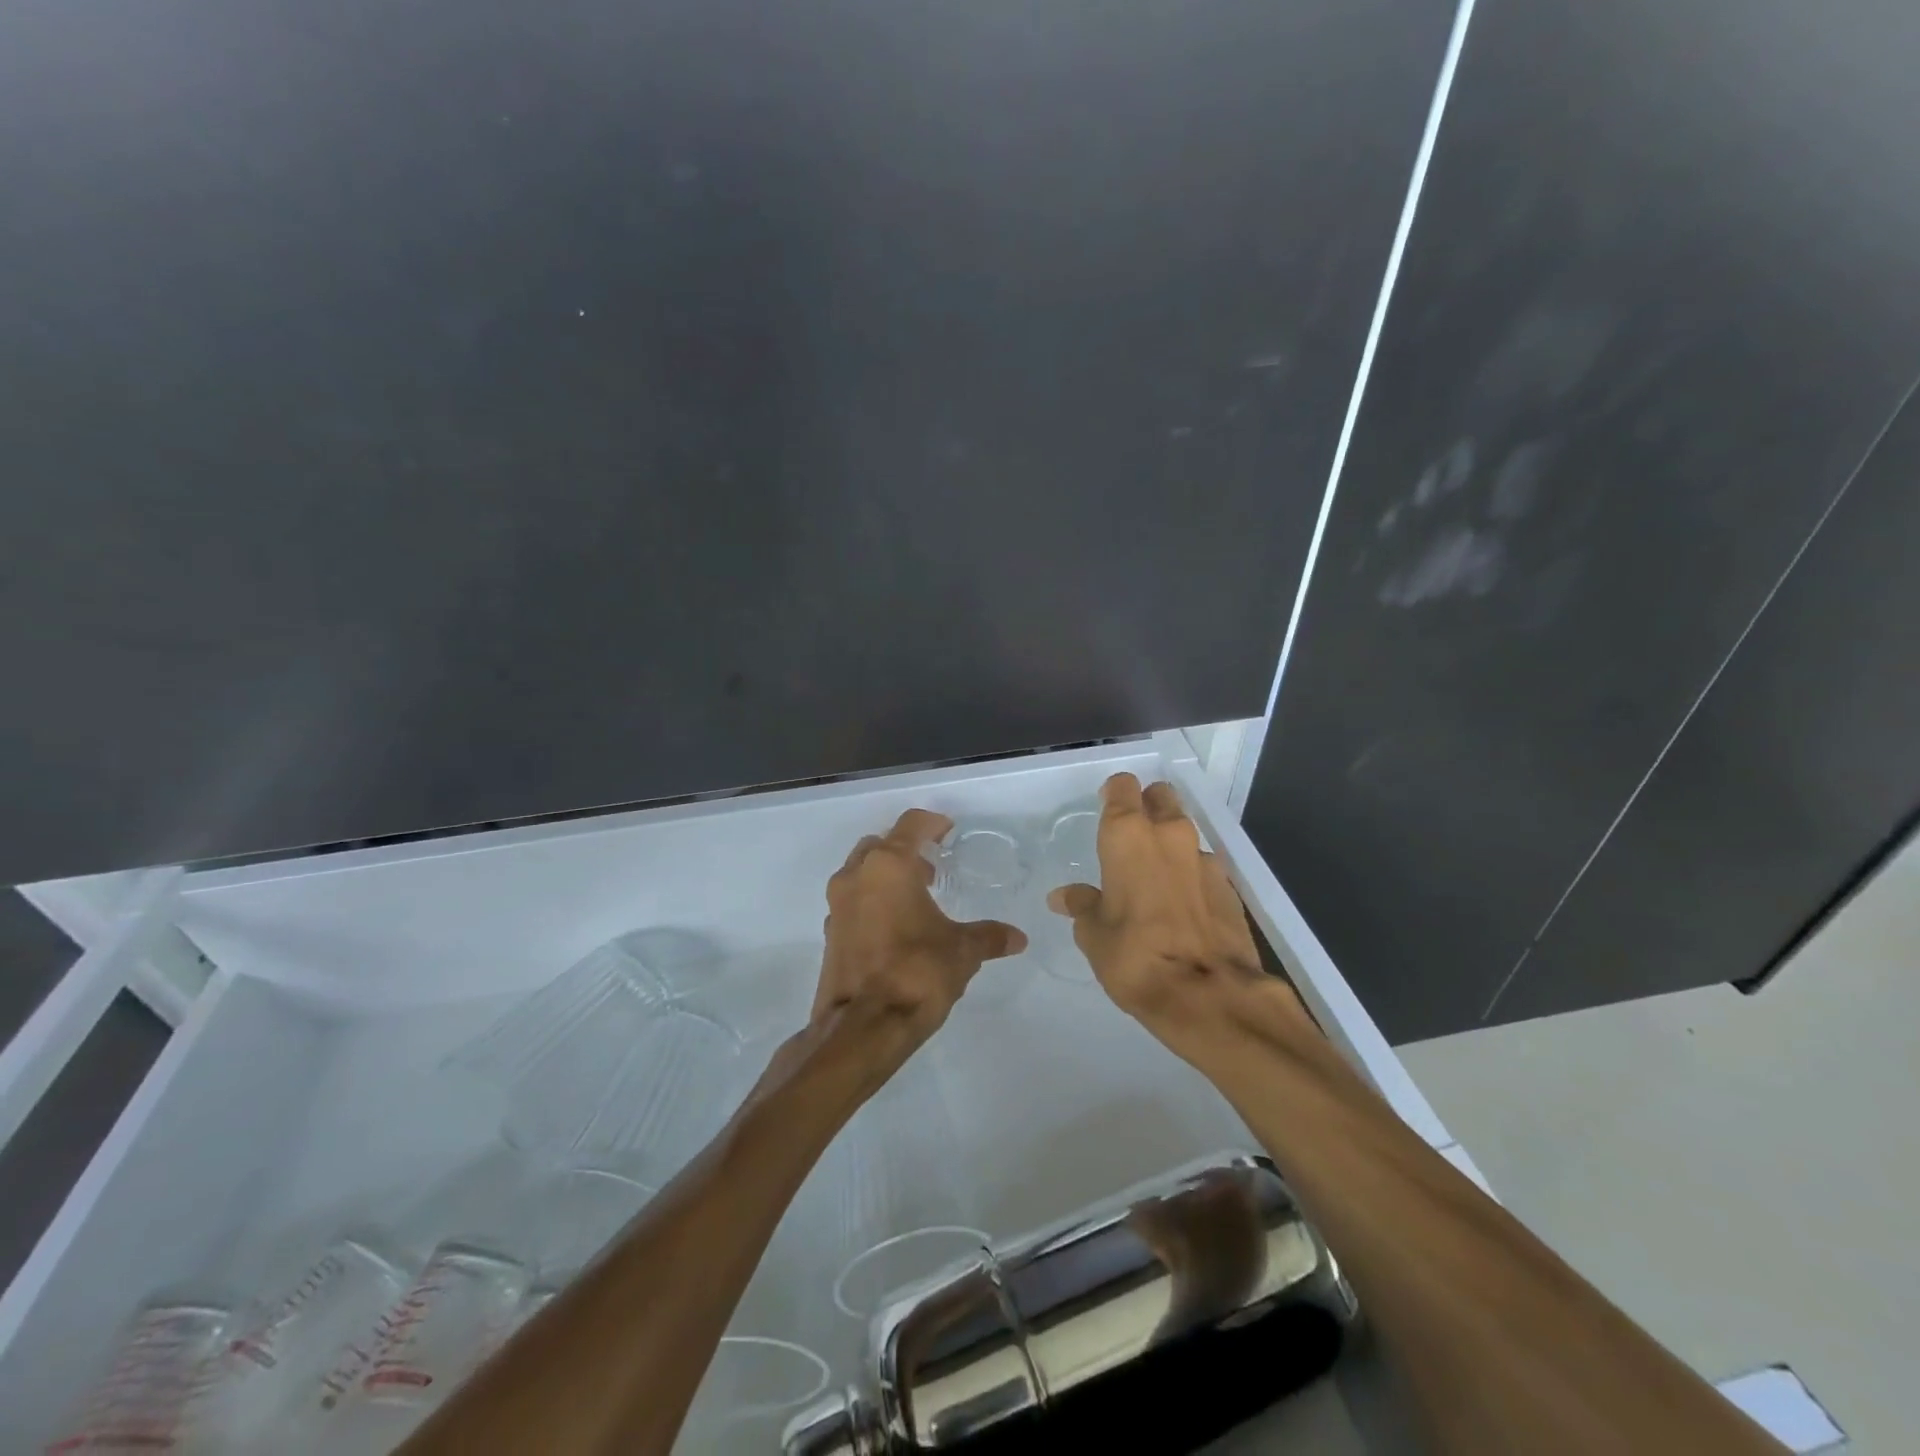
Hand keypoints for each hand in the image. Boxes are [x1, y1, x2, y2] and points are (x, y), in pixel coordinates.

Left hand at [815, 808, 1026, 1074]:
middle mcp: (856, 876)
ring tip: (917, 898)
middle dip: (905, 850)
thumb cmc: (917, 973)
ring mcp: (837, 905)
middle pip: (880, 845)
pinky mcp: (829, 934)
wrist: (863, 1028)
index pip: (910, 825)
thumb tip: (1018, 938)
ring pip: (861, 872)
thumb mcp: (962, 952)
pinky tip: (895, 928)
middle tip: (932, 868)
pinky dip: (872, 903)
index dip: (932, 823)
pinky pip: (853, 903)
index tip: (948, 831)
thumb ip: (989, 937)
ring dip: (886, 877)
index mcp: (888, 866)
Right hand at [1047, 774, 1275, 1058]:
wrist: (1209, 995)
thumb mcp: (1094, 935)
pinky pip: (1203, 866)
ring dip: (1169, 845)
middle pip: (1160, 797)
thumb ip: (1082, 906)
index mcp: (1128, 836)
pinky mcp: (1230, 887)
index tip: (1104, 810)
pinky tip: (1181, 907)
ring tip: (1154, 880)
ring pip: (1184, 832)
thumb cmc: (1135, 957)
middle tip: (1130, 839)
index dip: (1113, 794)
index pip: (1122, 787)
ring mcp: (1205, 859)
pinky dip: (1190, 876)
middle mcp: (1169, 835)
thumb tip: (1064, 897)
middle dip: (1146, 807)